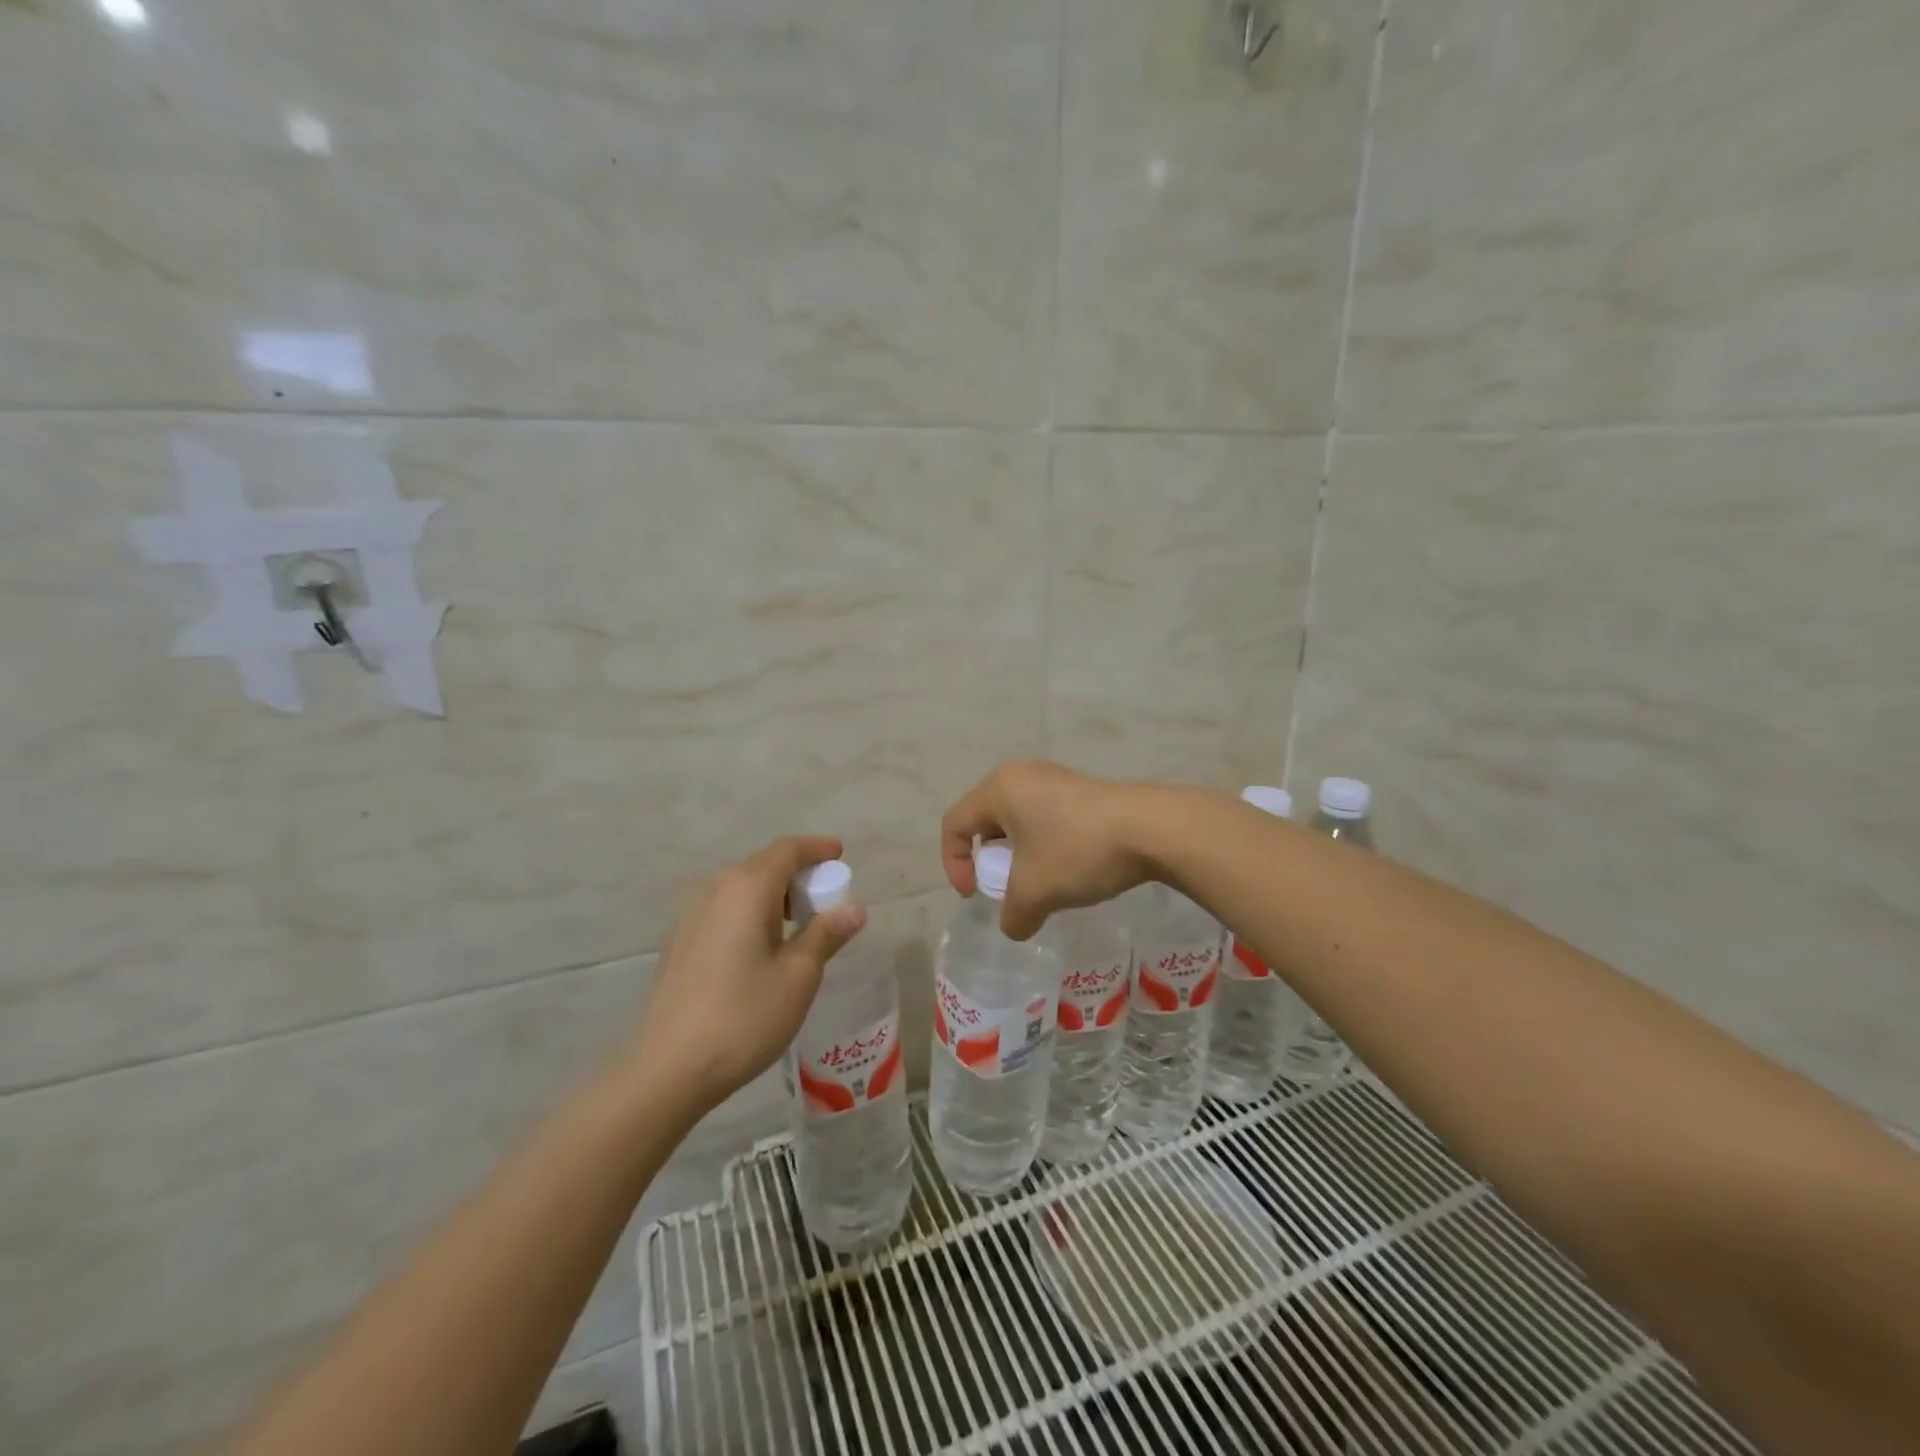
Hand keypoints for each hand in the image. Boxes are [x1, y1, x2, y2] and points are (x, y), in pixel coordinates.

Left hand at [628, 836, 865, 1114]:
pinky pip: (725, 911)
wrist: (668, 1069)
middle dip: (798, 874)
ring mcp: (691, 917)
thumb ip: (826, 934)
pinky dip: (751, 914)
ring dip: (774, 896)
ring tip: (798, 926)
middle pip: (763, 866)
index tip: (840, 854)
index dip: (816, 848)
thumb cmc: (744, 1016)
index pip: (787, 850)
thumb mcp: (799, 976)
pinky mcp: (680, 944)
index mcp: (747, 889)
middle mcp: (716, 891)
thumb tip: (853, 909)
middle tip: (826, 898)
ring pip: (741, 890)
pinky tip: (761, 949)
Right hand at [940, 761, 1158, 939]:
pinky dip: (1045, 846)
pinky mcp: (1083, 789)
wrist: (1152, 829)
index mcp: (999, 789)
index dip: (953, 864)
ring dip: (1020, 856)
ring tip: (1041, 884)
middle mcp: (1022, 775)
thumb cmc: (1078, 851)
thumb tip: (1014, 926)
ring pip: (1019, 820)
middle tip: (1006, 888)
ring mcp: (1055, 778)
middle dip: (989, 860)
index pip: (954, 824)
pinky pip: (1047, 817)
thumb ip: (1012, 915)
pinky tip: (1070, 869)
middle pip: (986, 820)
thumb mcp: (1035, 892)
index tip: (975, 896)